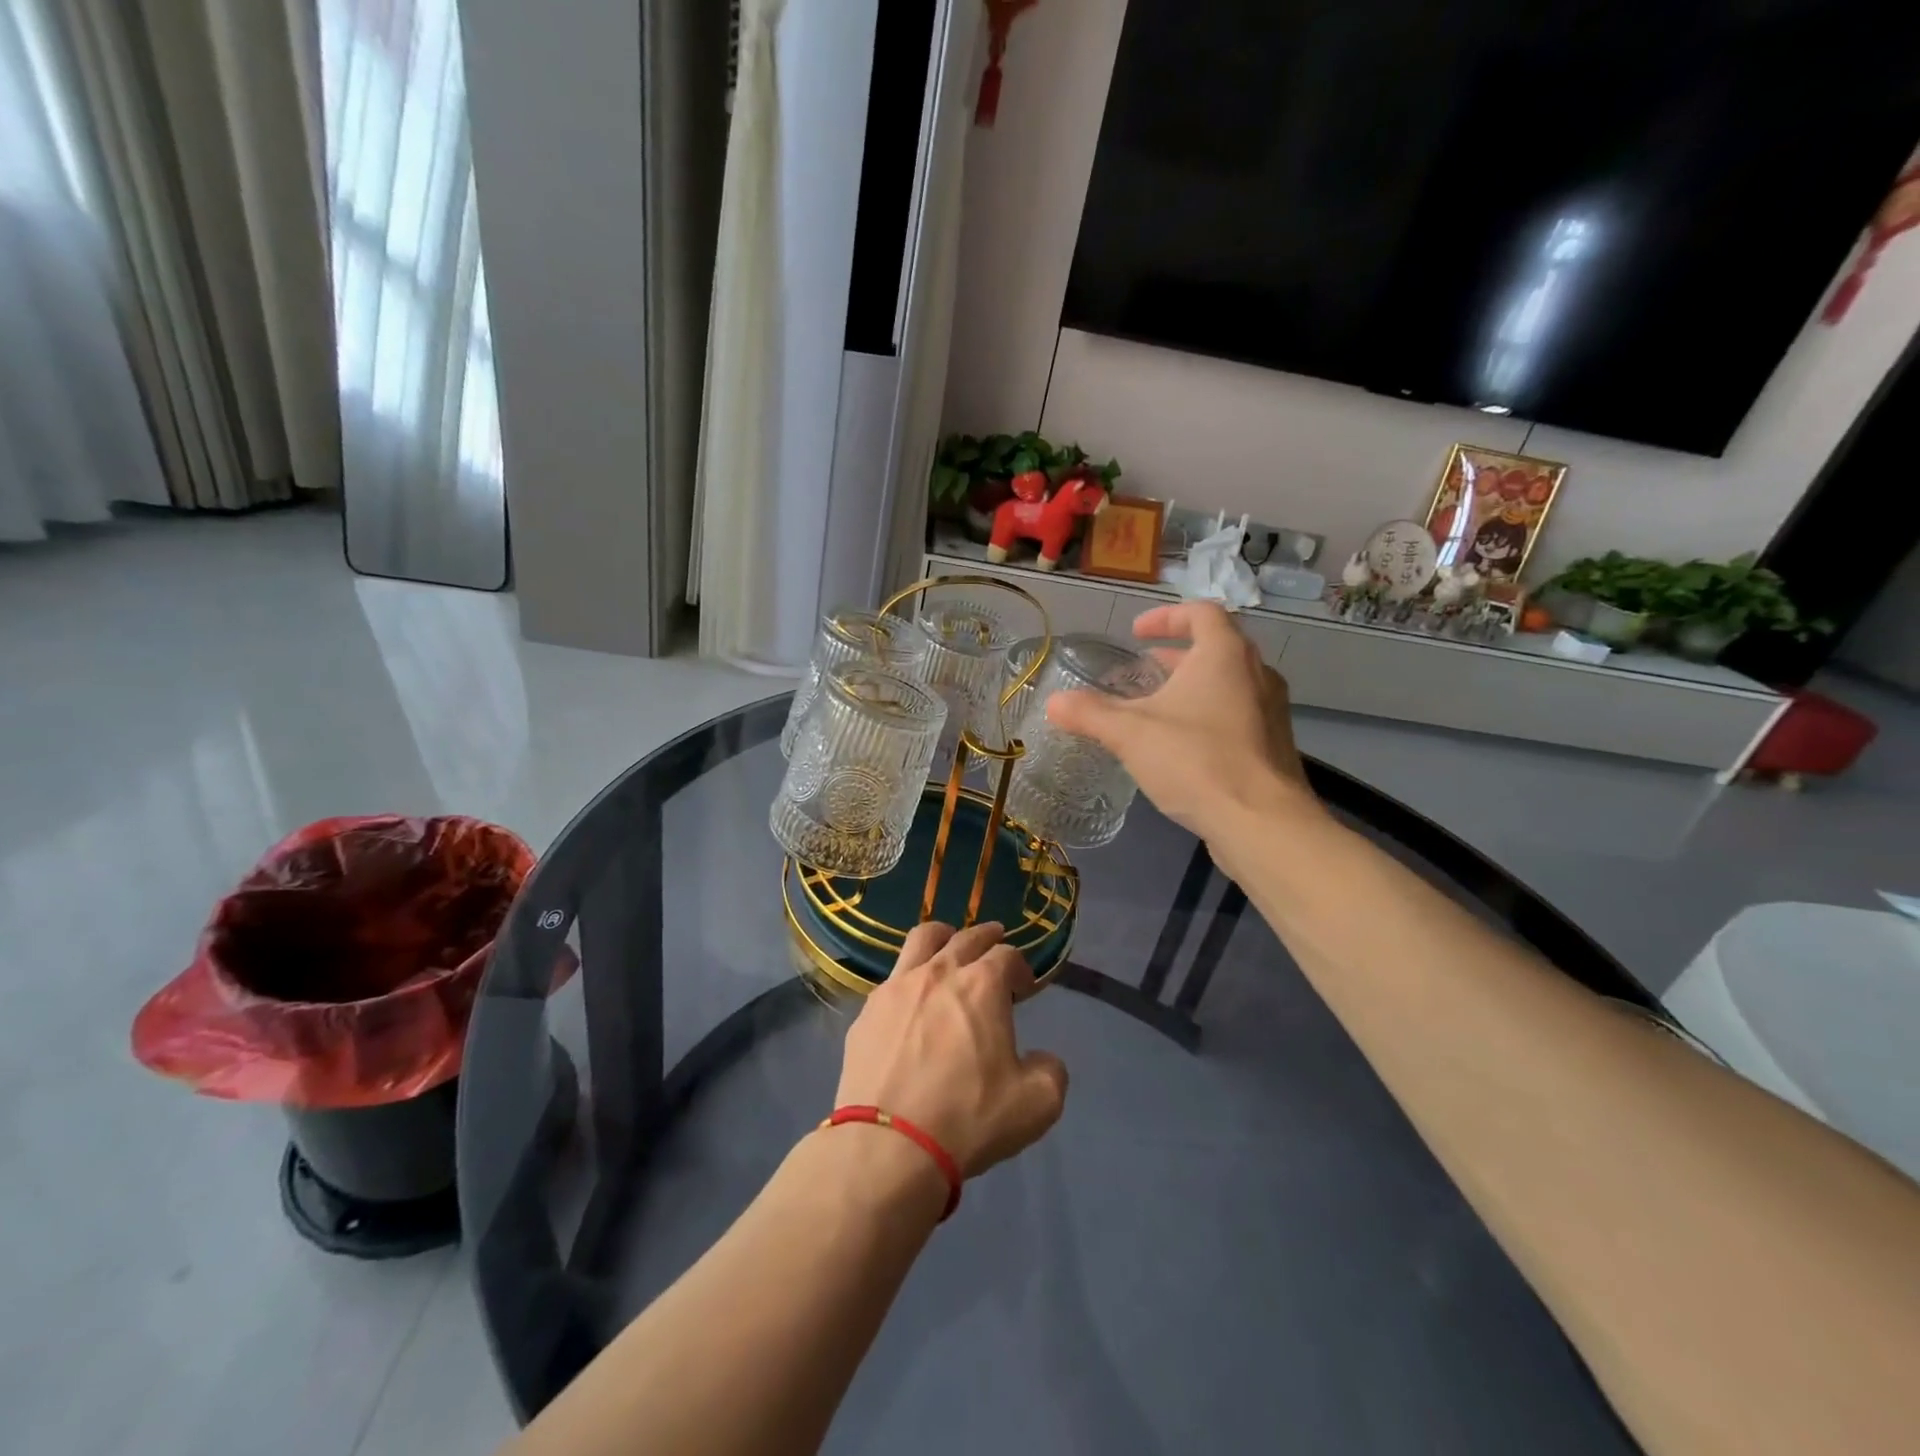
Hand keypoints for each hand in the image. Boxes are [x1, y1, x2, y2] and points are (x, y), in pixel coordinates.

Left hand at [835, 921, 1067, 1178]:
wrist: (888, 1146)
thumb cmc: (967, 1119)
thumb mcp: (1036, 1105)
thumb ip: (1051, 1072)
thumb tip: (1042, 1059)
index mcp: (982, 985)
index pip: (1008, 956)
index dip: (1021, 968)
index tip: (1024, 987)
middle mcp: (939, 972)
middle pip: (967, 937)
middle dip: (987, 937)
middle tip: (995, 945)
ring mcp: (898, 987)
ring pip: (922, 939)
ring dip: (944, 937)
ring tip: (949, 946)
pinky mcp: (868, 1010)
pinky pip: (893, 978)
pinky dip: (910, 978)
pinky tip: (912, 1000)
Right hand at [1047, 601, 1319, 840]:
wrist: (1261, 823)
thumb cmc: (1196, 761)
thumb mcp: (1131, 734)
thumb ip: (1090, 714)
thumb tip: (1053, 703)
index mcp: (1225, 655)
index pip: (1201, 612)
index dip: (1166, 617)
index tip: (1136, 634)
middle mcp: (1256, 673)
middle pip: (1216, 648)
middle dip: (1175, 656)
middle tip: (1141, 670)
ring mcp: (1271, 710)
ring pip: (1228, 684)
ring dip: (1192, 687)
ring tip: (1156, 708)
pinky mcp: (1273, 745)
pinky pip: (1237, 715)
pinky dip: (1207, 716)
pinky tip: (1181, 747)